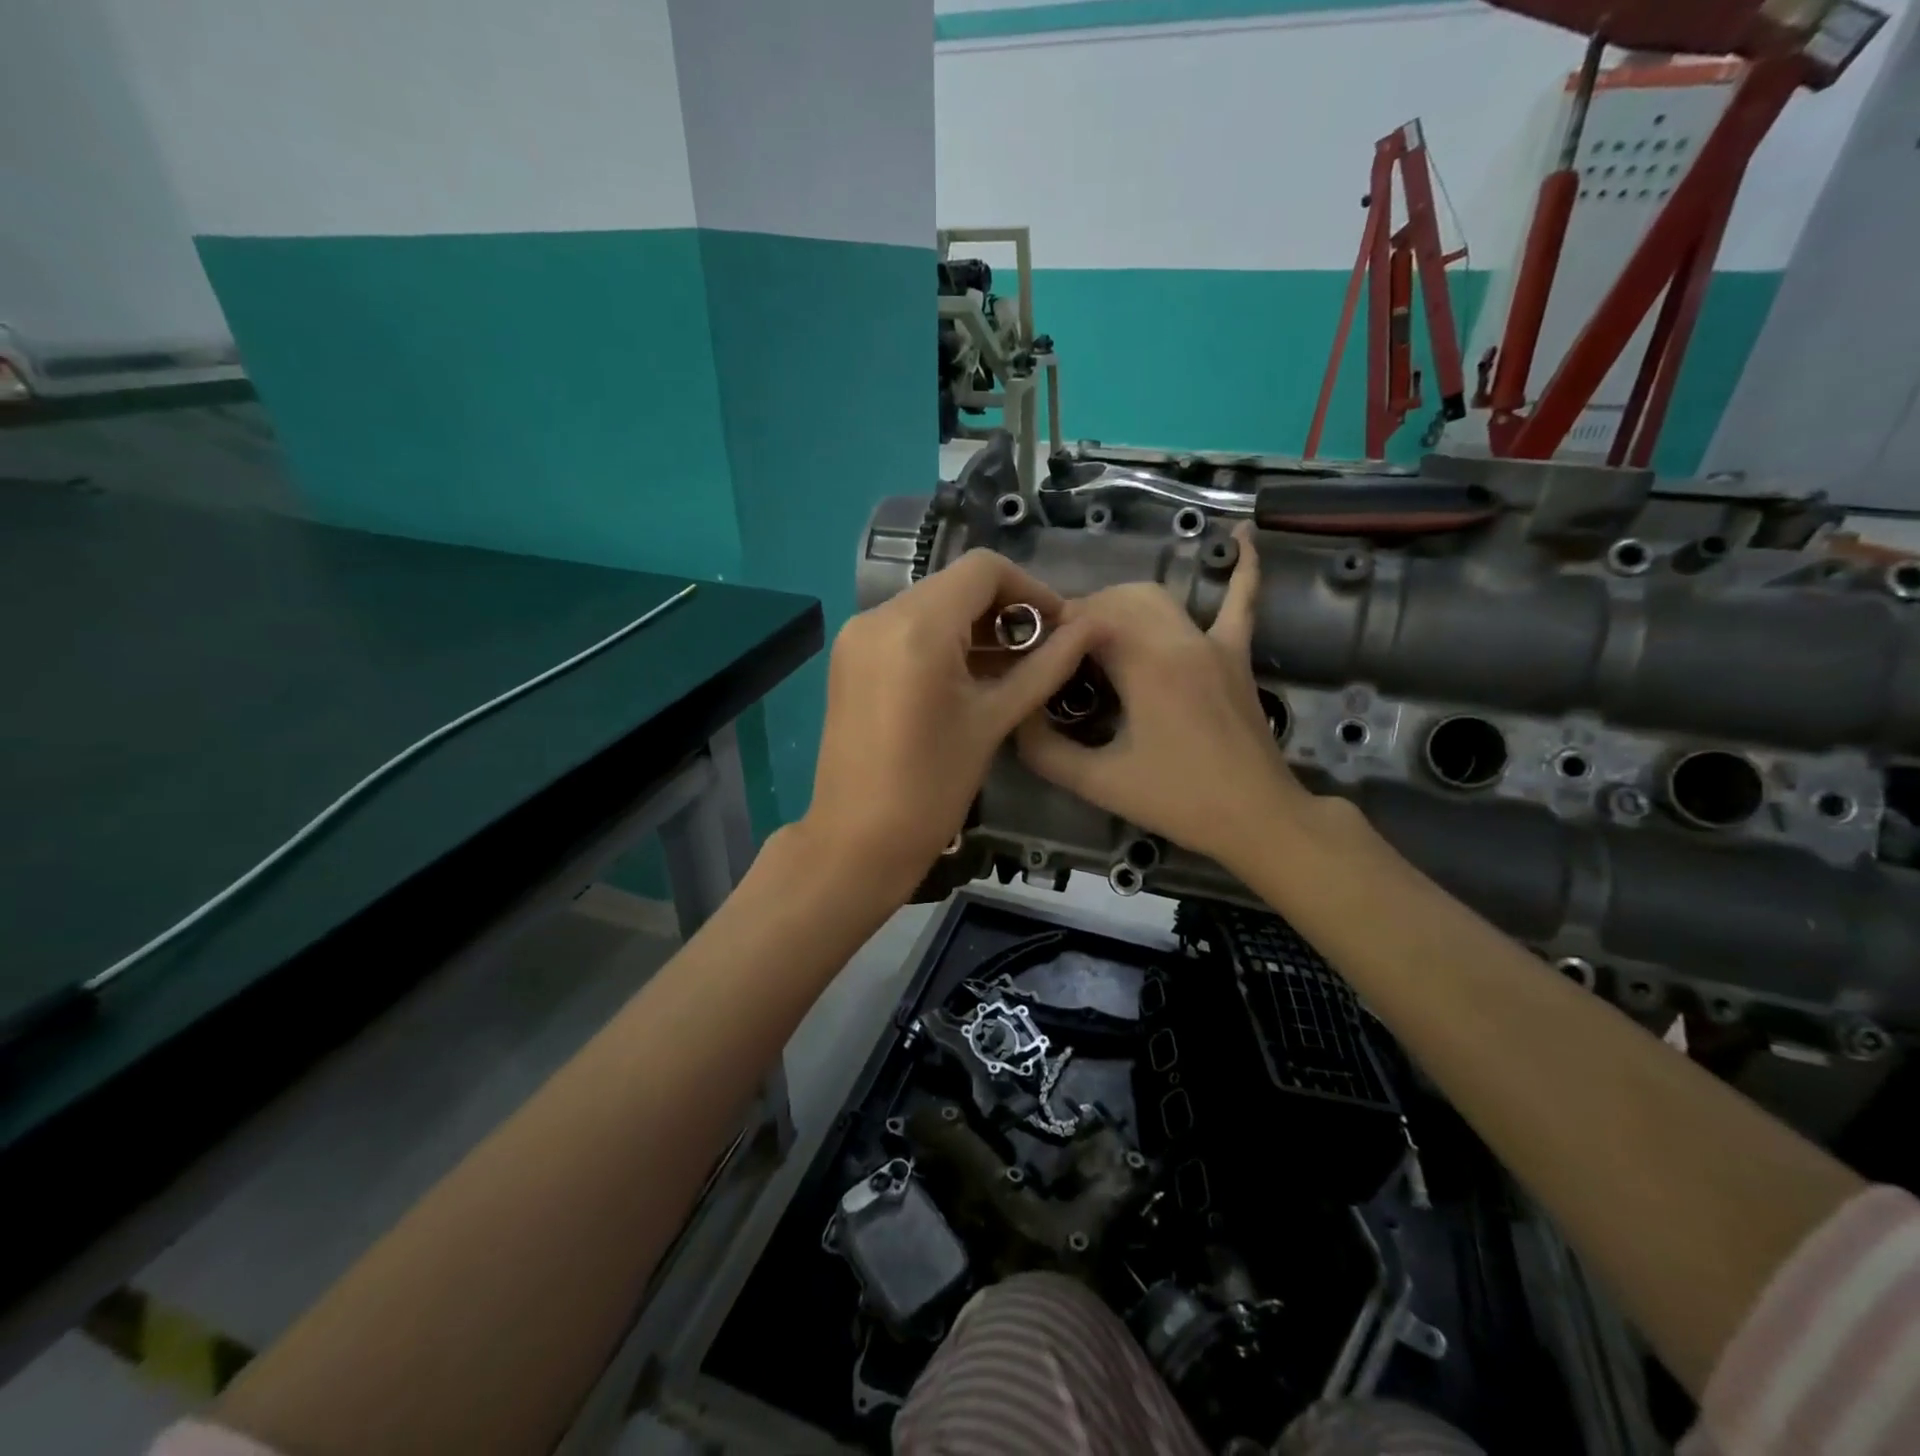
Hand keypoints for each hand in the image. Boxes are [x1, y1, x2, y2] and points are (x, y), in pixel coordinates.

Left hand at [800, 550, 1097, 896]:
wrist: (857, 841)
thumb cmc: (932, 788)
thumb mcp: (994, 722)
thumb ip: (1044, 667)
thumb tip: (1089, 628)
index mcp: (916, 627)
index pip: (984, 569)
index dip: (1030, 589)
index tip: (1057, 627)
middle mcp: (878, 615)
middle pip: (955, 584)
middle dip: (1003, 609)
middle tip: (1038, 651)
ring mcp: (857, 635)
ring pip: (930, 604)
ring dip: (972, 625)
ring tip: (1008, 668)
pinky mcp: (849, 657)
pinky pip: (905, 628)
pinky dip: (941, 640)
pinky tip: (966, 677)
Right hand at [1016, 525, 1315, 869]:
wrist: (1257, 818)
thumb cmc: (1179, 800)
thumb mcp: (1098, 782)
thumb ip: (1045, 749)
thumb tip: (1014, 715)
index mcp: (1146, 664)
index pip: (1086, 621)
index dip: (1052, 633)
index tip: (1033, 660)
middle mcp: (1179, 639)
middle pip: (1116, 602)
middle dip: (1080, 619)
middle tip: (1059, 656)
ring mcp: (1213, 643)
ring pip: (1156, 597)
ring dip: (1119, 604)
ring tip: (1094, 634)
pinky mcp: (1236, 655)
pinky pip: (1240, 603)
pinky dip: (1241, 569)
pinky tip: (1242, 534)